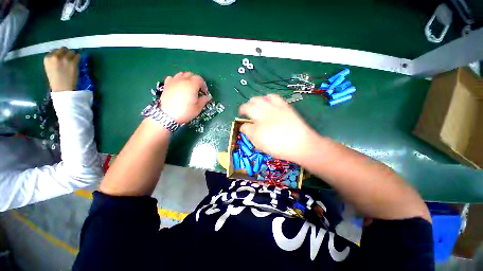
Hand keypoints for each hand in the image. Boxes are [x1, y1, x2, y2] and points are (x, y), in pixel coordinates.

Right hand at [44, 47, 80, 91]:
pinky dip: (78, 58)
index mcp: (47, 58)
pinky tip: (77, 62)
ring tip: (73, 61)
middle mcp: (55, 56)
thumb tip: (61, 53)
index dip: (60, 54)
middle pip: (64, 49)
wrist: (62, 88)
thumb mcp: (50, 67)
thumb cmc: (56, 80)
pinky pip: (78, 56)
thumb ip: (53, 60)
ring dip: (73, 55)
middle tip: (69, 59)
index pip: (55, 50)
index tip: (62, 58)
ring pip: (71, 51)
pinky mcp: (73, 62)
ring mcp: (64, 59)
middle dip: (66, 53)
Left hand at [160, 72, 211, 123]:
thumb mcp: (198, 108)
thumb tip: (208, 97)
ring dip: (186, 79)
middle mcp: (182, 80)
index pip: (200, 79)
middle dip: (196, 81)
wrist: (167, 115)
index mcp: (192, 85)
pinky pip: (172, 78)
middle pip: (191, 75)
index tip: (204, 92)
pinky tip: (177, 87)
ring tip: (188, 87)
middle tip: (197, 90)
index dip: (204, 85)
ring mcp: (173, 81)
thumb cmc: (185, 111)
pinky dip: (177, 80)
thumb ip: (204, 100)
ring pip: (181, 74)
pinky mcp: (166, 84)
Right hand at [239, 94, 320, 162]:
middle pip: (248, 107)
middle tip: (243, 112)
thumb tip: (246, 129)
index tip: (244, 127)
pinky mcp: (283, 106)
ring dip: (253, 102)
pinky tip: (267, 101)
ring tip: (254, 105)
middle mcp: (263, 117)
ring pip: (258, 99)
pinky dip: (267, 98)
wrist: (301, 144)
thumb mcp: (262, 146)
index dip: (243, 127)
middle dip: (243, 109)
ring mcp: (273, 110)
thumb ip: (252, 137)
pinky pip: (273, 97)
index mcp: (257, 130)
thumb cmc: (280, 149)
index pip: (244, 125)